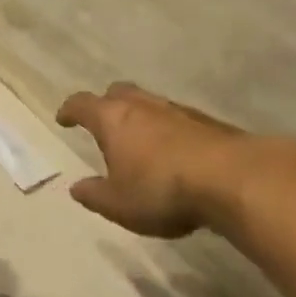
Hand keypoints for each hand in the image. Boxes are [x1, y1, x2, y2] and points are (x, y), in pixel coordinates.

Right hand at [55, 82, 255, 238]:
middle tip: (102, 121)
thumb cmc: (161, 190)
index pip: (83, 104)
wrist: (231, 178)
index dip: (70, 110)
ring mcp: (177, 110)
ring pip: (150, 103)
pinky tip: (173, 151)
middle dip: (106, 104)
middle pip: (118, 92)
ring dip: (139, 116)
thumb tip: (76, 187)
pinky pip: (176, 119)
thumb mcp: (118, 204)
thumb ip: (94, 195)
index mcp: (113, 119)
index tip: (64, 118)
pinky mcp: (207, 122)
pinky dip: (167, 129)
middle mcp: (143, 105)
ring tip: (138, 138)